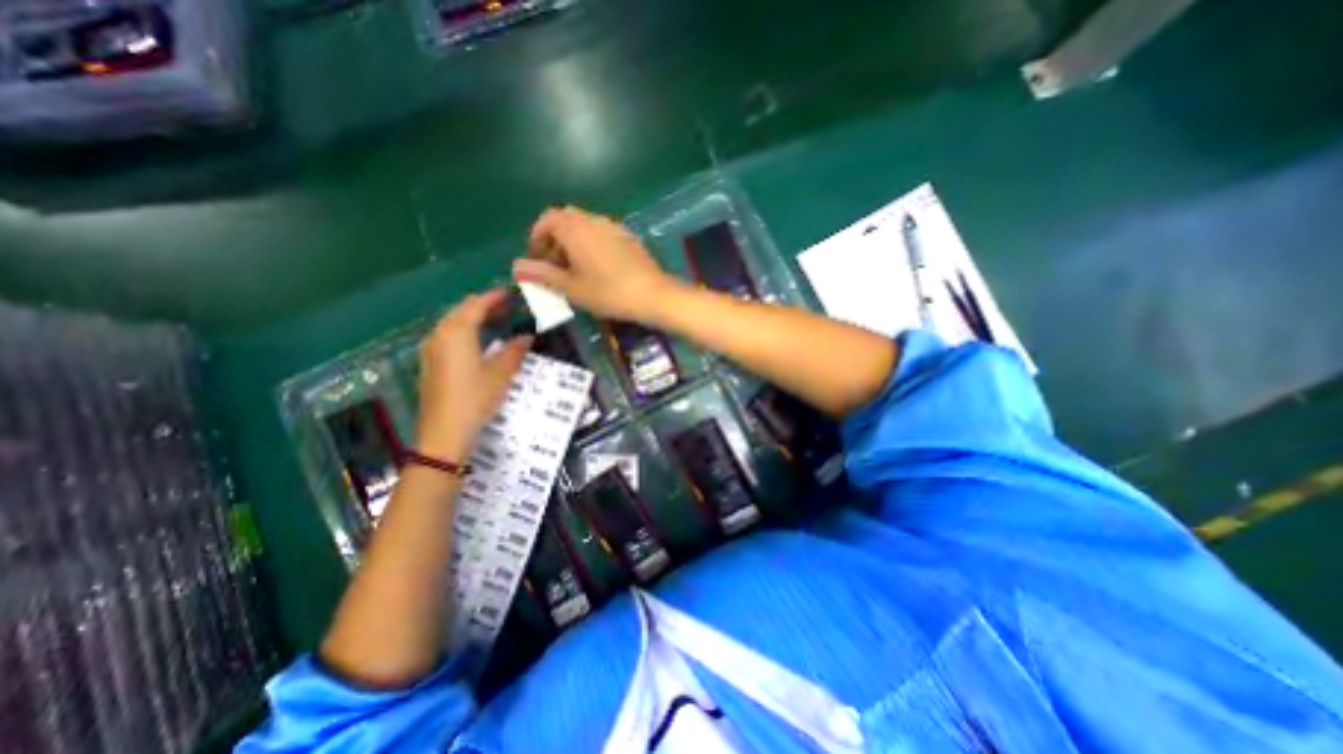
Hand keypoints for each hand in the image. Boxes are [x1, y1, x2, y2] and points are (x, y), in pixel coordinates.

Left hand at [419, 289, 531, 460]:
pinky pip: (446, 336)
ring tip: (494, 321)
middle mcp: (440, 334)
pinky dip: (463, 331)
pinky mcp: (429, 363)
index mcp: (457, 332)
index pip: (477, 305)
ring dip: (472, 318)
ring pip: (451, 323)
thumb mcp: (501, 374)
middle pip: (461, 311)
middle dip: (483, 306)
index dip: (494, 297)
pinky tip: (476, 342)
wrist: (444, 432)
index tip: (511, 294)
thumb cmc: (475, 398)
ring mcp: (430, 349)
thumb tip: (527, 337)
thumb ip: (515, 351)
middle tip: (506, 307)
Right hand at [511, 205, 681, 324]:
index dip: (537, 237)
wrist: (653, 295)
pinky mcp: (629, 237)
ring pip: (586, 227)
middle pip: (566, 220)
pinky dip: (592, 244)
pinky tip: (599, 269)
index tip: (537, 258)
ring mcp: (614, 227)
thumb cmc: (609, 293)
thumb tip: (515, 266)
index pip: (548, 219)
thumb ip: (542, 275)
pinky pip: (603, 234)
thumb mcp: (571, 288)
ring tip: (576, 270)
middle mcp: (594, 220)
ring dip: (574, 242)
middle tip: (555, 266)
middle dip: (555, 240)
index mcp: (576, 228)